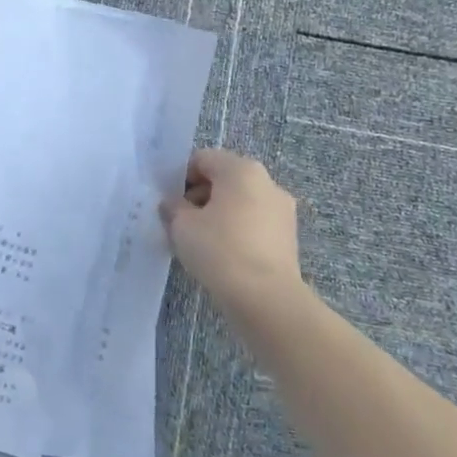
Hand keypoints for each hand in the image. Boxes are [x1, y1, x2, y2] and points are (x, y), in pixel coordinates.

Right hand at [161, 148, 306, 318]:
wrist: (265, 297)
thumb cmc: (219, 250)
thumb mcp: (181, 225)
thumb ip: (173, 208)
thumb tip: (173, 204)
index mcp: (241, 169)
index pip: (202, 159)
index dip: (180, 177)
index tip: (168, 202)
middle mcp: (267, 182)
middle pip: (224, 179)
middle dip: (200, 196)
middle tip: (180, 222)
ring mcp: (282, 210)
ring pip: (240, 202)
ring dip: (218, 214)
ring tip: (200, 242)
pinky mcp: (288, 236)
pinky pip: (254, 223)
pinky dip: (236, 231)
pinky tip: (222, 255)